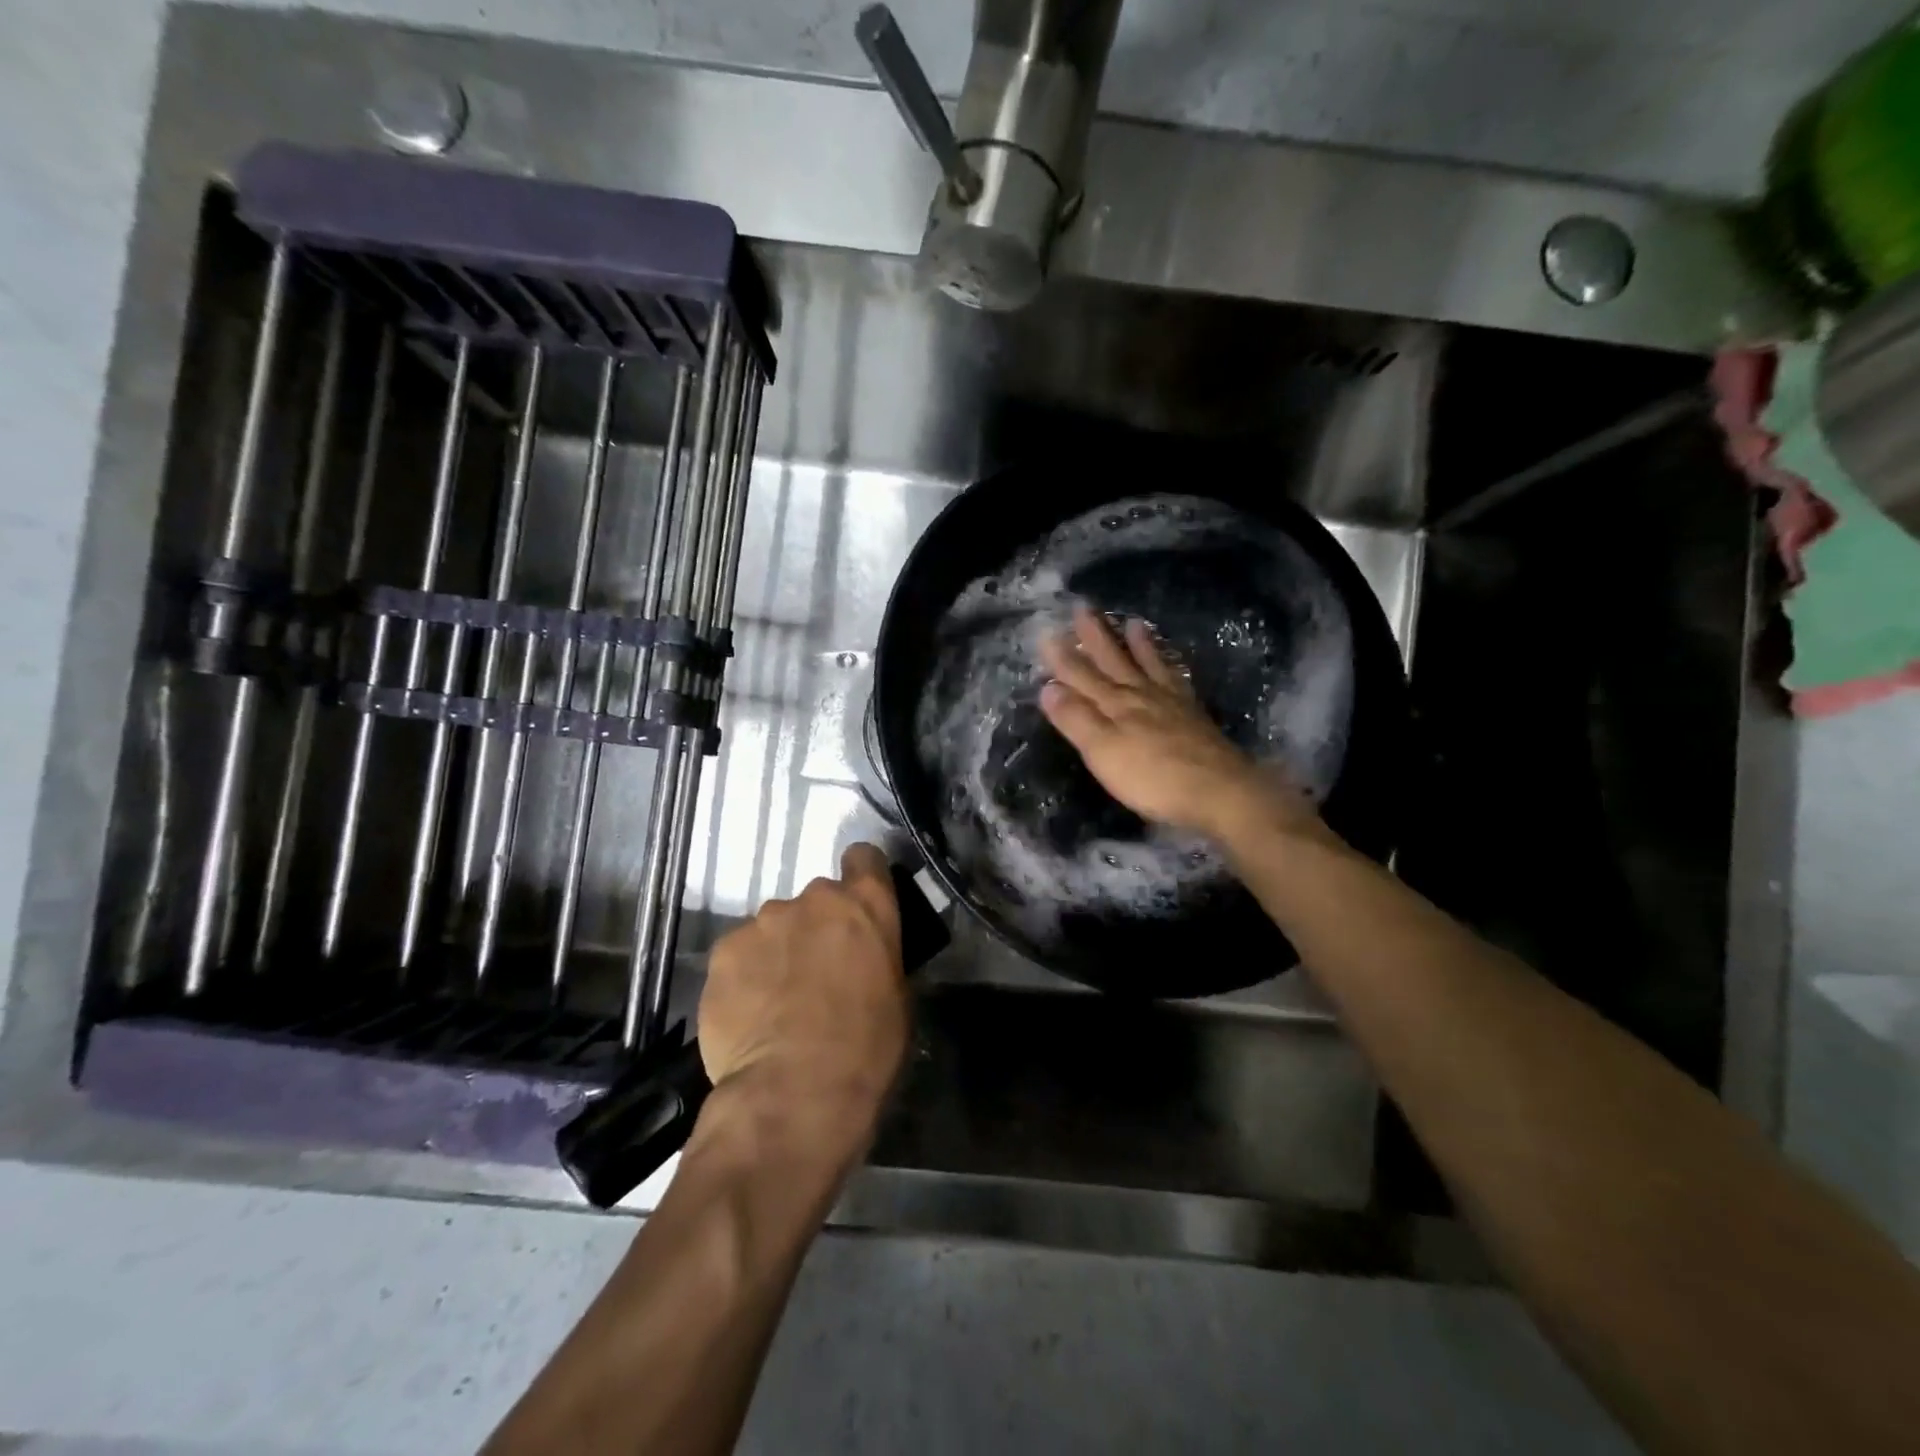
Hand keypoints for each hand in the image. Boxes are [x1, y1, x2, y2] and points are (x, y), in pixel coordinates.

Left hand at [697, 844, 909, 1158]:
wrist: (795, 1094)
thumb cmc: (867, 1050)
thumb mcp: (898, 999)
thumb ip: (877, 958)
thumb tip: (863, 959)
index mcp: (865, 904)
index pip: (865, 858)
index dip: (862, 877)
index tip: (858, 906)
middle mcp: (813, 898)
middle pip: (815, 900)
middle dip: (816, 928)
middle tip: (816, 974)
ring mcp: (762, 922)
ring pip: (772, 928)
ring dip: (777, 953)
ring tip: (775, 1004)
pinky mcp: (722, 952)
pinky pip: (738, 956)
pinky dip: (744, 977)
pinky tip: (748, 1017)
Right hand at [1038, 605, 1322, 843]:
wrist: (1217, 790)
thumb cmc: (1151, 777)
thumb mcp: (1102, 751)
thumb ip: (1076, 719)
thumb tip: (1048, 687)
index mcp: (1114, 704)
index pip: (1081, 675)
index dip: (1063, 657)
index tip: (1047, 633)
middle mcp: (1140, 695)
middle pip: (1114, 661)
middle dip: (1096, 636)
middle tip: (1084, 607)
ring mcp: (1170, 703)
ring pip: (1148, 665)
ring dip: (1137, 644)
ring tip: (1132, 622)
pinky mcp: (1193, 715)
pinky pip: (1175, 679)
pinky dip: (1168, 666)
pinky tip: (1170, 662)